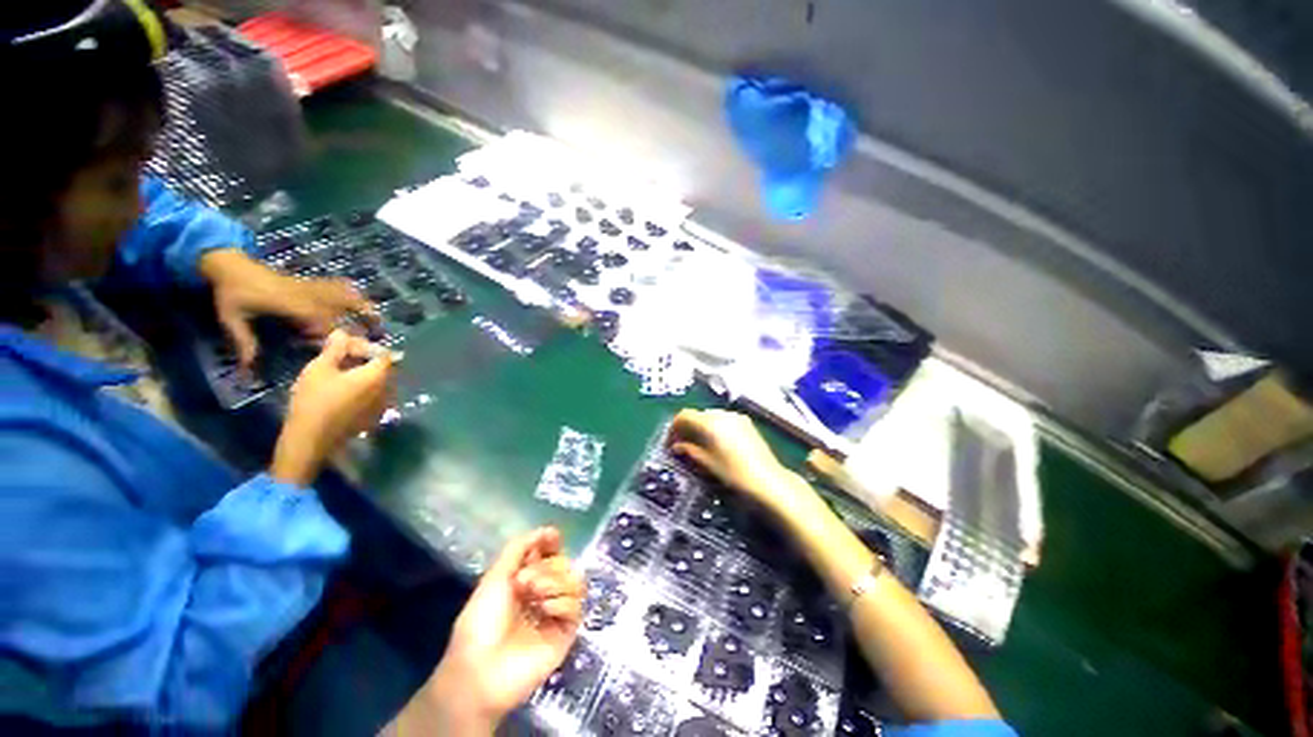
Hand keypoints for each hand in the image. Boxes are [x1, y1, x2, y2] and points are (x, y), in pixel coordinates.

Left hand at [198, 248, 377, 367]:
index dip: (338, 337)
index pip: (323, 322)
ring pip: (346, 296)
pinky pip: (338, 286)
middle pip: (343, 312)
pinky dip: (353, 293)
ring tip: (379, 321)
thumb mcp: (231, 318)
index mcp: (293, 305)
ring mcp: (313, 288)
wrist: (231, 264)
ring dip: (365, 307)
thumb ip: (245, 342)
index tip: (350, 350)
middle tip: (376, 340)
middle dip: (361, 326)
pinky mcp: (312, 283)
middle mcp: (309, 296)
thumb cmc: (231, 293)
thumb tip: (248, 369)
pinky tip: (362, 300)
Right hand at [270, 330, 393, 485]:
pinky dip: (363, 389)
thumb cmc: (315, 400)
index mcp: (378, 376)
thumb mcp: (320, 369)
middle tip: (340, 359)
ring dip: (363, 374)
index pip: (384, 353)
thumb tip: (343, 332)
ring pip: (379, 382)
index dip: (366, 347)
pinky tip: (341, 391)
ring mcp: (383, 405)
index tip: (345, 347)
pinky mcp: (375, 417)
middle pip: (383, 368)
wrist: (311, 439)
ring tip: (338, 373)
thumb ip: (335, 349)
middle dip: (364, 360)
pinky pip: (374, 397)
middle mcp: (388, 389)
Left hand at [421, 528, 584, 731]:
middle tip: (525, 581)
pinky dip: (562, 601)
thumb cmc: (481, 622)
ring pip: (574, 580)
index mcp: (524, 579)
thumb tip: (548, 529)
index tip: (552, 538)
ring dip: (555, 581)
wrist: (482, 669)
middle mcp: (542, 592)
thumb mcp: (495, 576)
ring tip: (534, 595)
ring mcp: (555, 612)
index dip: (552, 543)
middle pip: (564, 563)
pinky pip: (576, 604)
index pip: (549, 553)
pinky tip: (545, 609)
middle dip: (547, 566)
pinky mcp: (566, 631)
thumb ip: (520, 547)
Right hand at [668, 409, 812, 516]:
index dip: (674, 427)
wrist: (768, 481)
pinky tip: (716, 444)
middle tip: (682, 445)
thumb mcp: (707, 463)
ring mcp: (736, 417)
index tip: (670, 442)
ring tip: (698, 445)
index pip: (684, 415)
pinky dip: (715, 428)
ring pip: (711, 416)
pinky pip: (724, 420)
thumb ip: (690, 450)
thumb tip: (676, 446)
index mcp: (710, 422)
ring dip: (701, 427)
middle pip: (698, 415)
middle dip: (688, 427)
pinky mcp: (747, 423)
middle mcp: (722, 414)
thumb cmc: (734, 474)